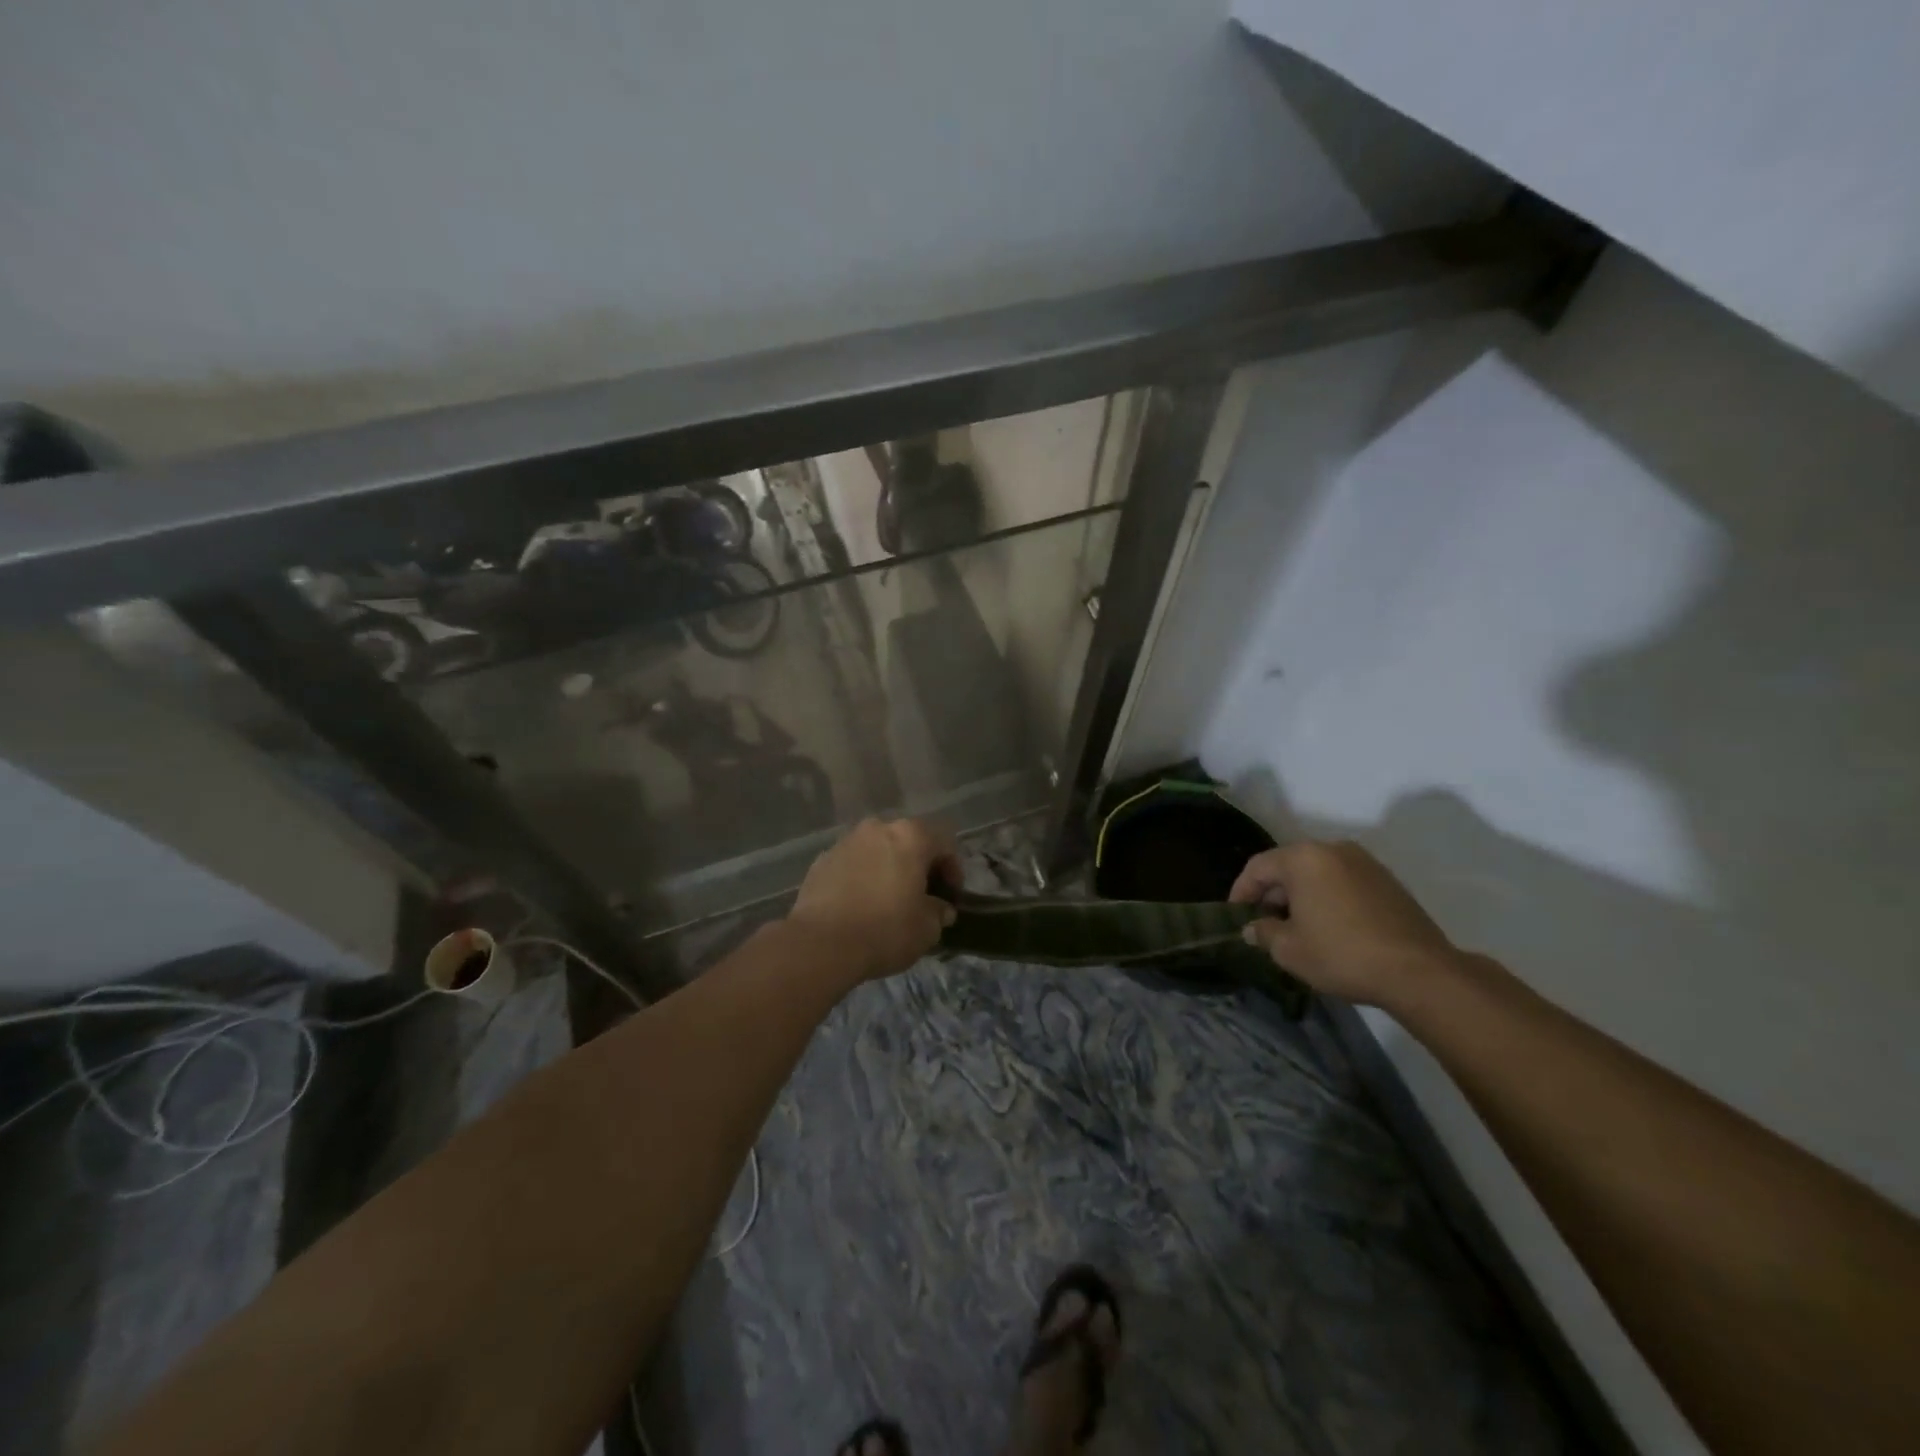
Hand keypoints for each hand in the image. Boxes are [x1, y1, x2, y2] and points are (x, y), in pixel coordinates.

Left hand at [786, 817, 960, 983]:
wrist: (821, 944)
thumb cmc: (885, 930)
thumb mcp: (927, 929)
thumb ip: (939, 912)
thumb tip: (940, 909)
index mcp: (910, 836)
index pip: (944, 842)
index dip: (953, 869)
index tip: (950, 896)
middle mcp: (877, 828)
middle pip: (908, 841)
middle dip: (918, 865)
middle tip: (921, 896)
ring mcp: (846, 842)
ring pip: (877, 850)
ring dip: (888, 869)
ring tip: (887, 901)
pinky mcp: (821, 861)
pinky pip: (851, 864)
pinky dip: (860, 878)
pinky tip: (859, 905)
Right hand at [1229, 840, 1459, 1008]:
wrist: (1419, 972)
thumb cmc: (1342, 954)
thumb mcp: (1289, 950)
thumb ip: (1263, 932)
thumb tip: (1253, 928)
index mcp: (1303, 858)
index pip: (1258, 867)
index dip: (1241, 891)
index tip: (1236, 916)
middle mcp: (1333, 849)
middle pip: (1289, 866)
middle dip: (1273, 894)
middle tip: (1264, 924)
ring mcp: (1365, 863)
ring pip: (1317, 874)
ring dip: (1301, 896)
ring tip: (1296, 928)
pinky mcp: (1388, 881)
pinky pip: (1343, 883)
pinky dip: (1328, 898)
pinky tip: (1329, 927)